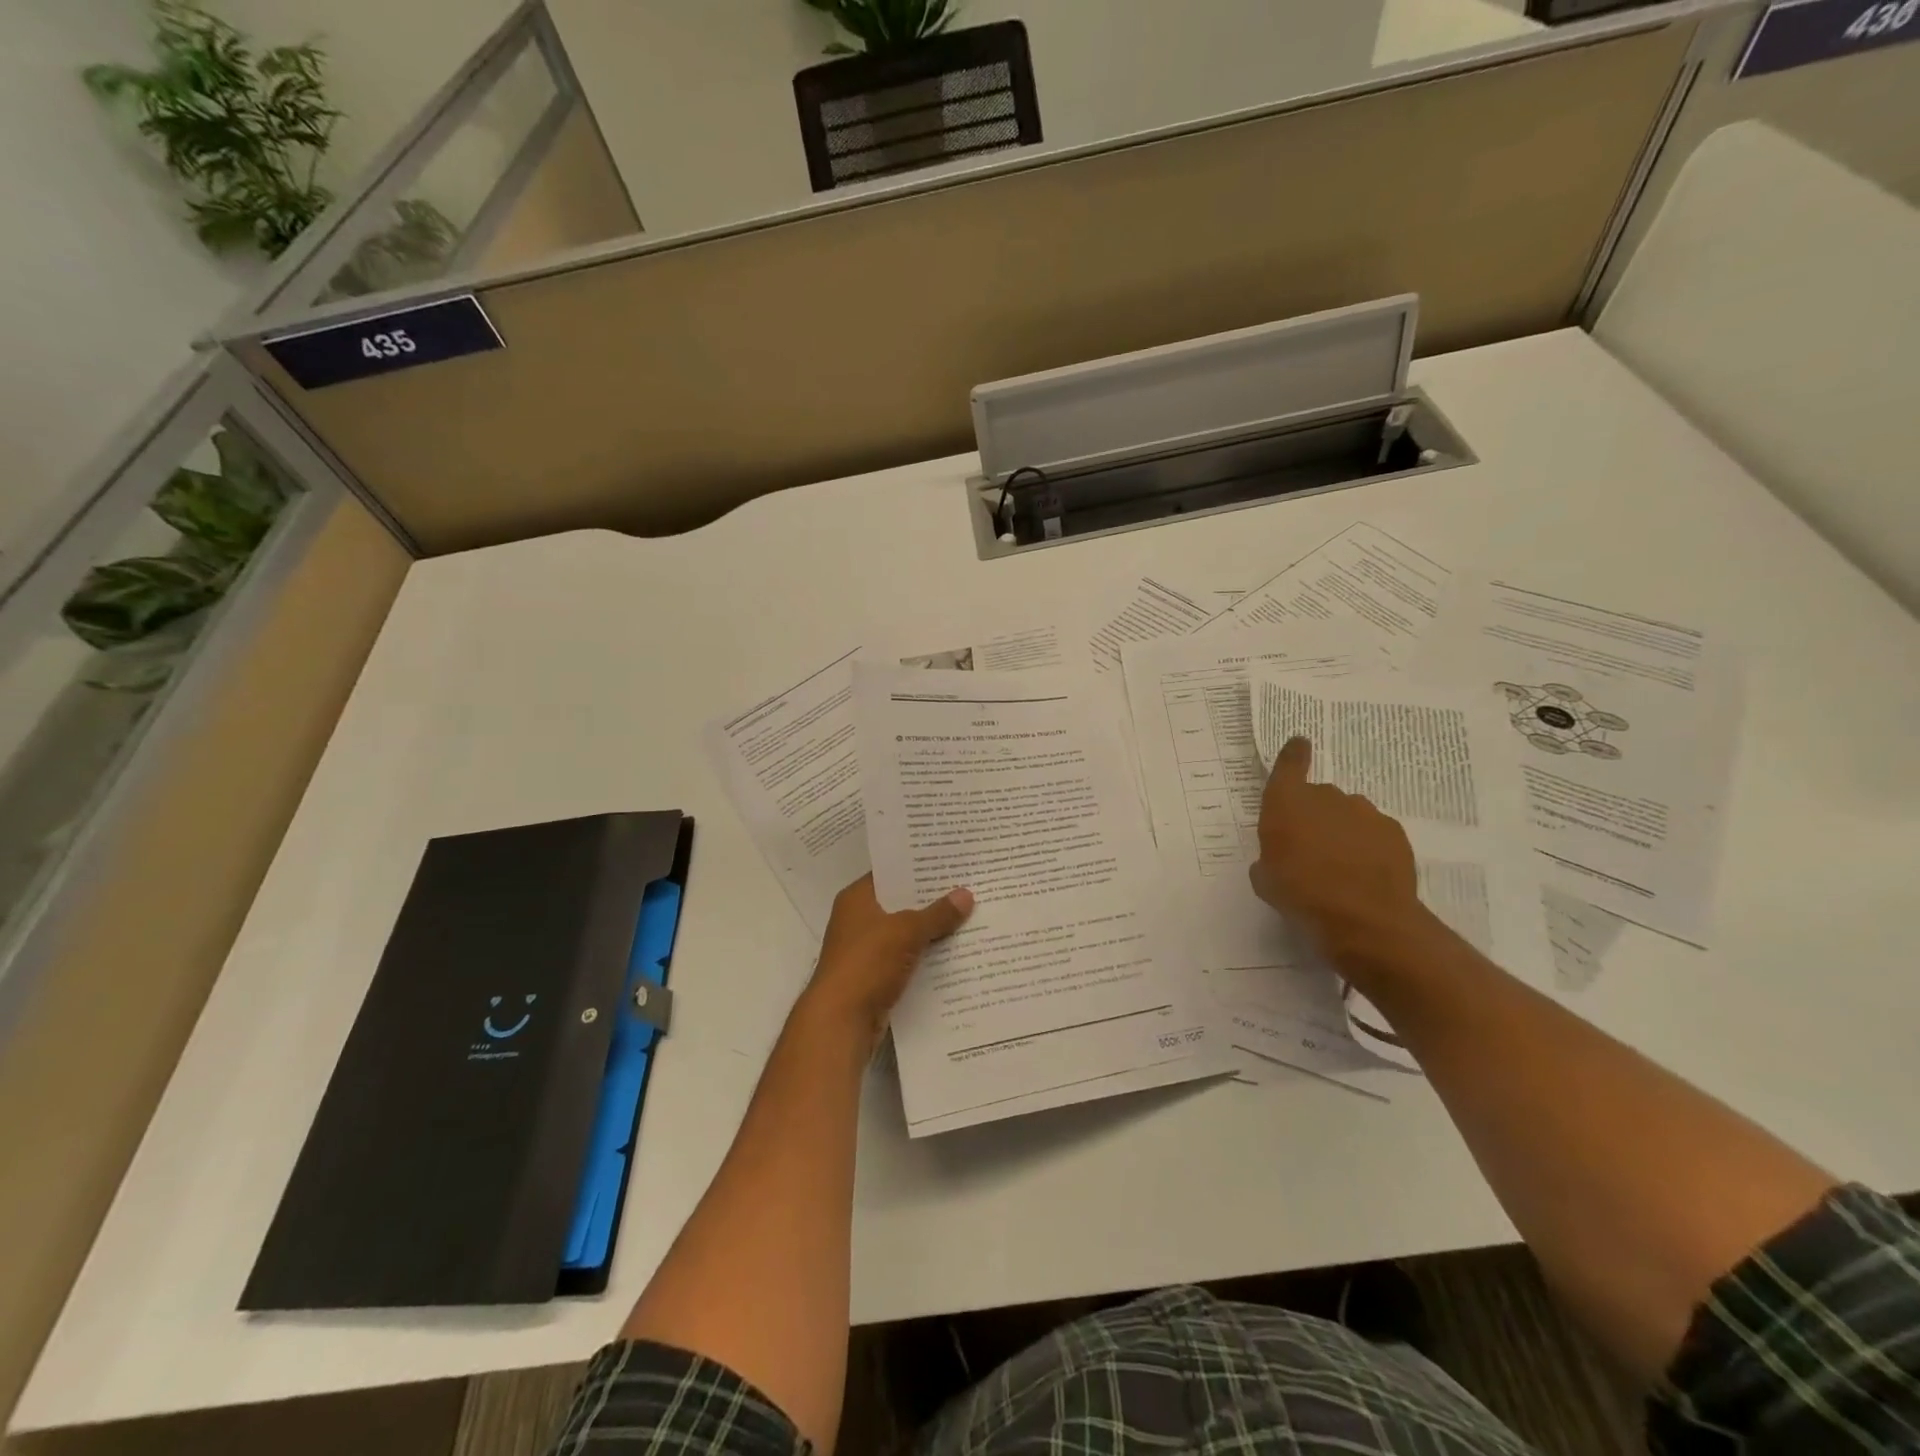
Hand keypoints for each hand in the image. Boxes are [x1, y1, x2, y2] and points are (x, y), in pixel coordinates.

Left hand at [801, 874, 973, 1049]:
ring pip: (906, 932)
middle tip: (969, 887)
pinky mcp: (876, 976)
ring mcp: (866, 950)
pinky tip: (956, 952)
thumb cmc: (866, 964)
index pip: (890, 872)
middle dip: (932, 899)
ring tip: (971, 916)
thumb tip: (966, 894)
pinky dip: (927, 956)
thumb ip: (937, 914)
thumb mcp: (906, 932)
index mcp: (857, 899)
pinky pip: (907, 958)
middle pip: (901, 903)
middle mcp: (859, 920)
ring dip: (932, 930)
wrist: (841, 1022)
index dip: (918, 867)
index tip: (950, 862)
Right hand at [1250, 737, 1424, 968]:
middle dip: (1314, 816)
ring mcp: (1364, 812)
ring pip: (1348, 815)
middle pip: (1318, 796)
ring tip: (1340, 868)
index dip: (1294, 754)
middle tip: (1310, 849)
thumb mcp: (1265, 880)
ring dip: (1342, 832)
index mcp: (1286, 802)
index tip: (1300, 743)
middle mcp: (1326, 797)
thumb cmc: (1300, 893)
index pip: (1289, 764)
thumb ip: (1268, 859)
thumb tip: (1276, 859)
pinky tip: (1365, 875)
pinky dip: (1368, 847)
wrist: (1365, 918)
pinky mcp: (1394, 832)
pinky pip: (1374, 833)